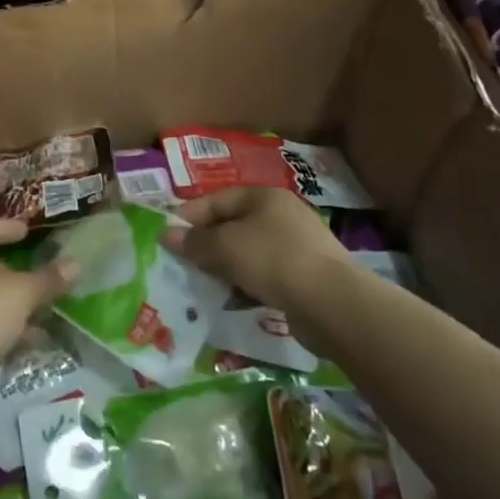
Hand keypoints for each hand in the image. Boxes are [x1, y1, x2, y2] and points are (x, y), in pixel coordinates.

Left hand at [0, 217, 77, 377]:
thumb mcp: (23, 292)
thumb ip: (48, 278)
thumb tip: (76, 264)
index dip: (5, 227)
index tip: (26, 231)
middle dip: (9, 269)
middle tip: (33, 270)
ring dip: (9, 302)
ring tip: (39, 308)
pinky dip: (4, 328)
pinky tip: (29, 340)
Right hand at [162, 186, 341, 307]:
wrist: (331, 302)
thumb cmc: (272, 259)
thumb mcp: (225, 246)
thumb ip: (195, 241)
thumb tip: (168, 235)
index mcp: (264, 196)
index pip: (217, 200)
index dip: (189, 217)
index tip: (167, 236)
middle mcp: (282, 214)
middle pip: (233, 226)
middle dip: (207, 245)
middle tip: (183, 264)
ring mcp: (298, 245)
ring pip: (249, 252)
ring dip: (226, 268)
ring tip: (205, 286)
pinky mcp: (307, 276)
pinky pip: (267, 275)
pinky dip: (248, 284)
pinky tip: (235, 301)